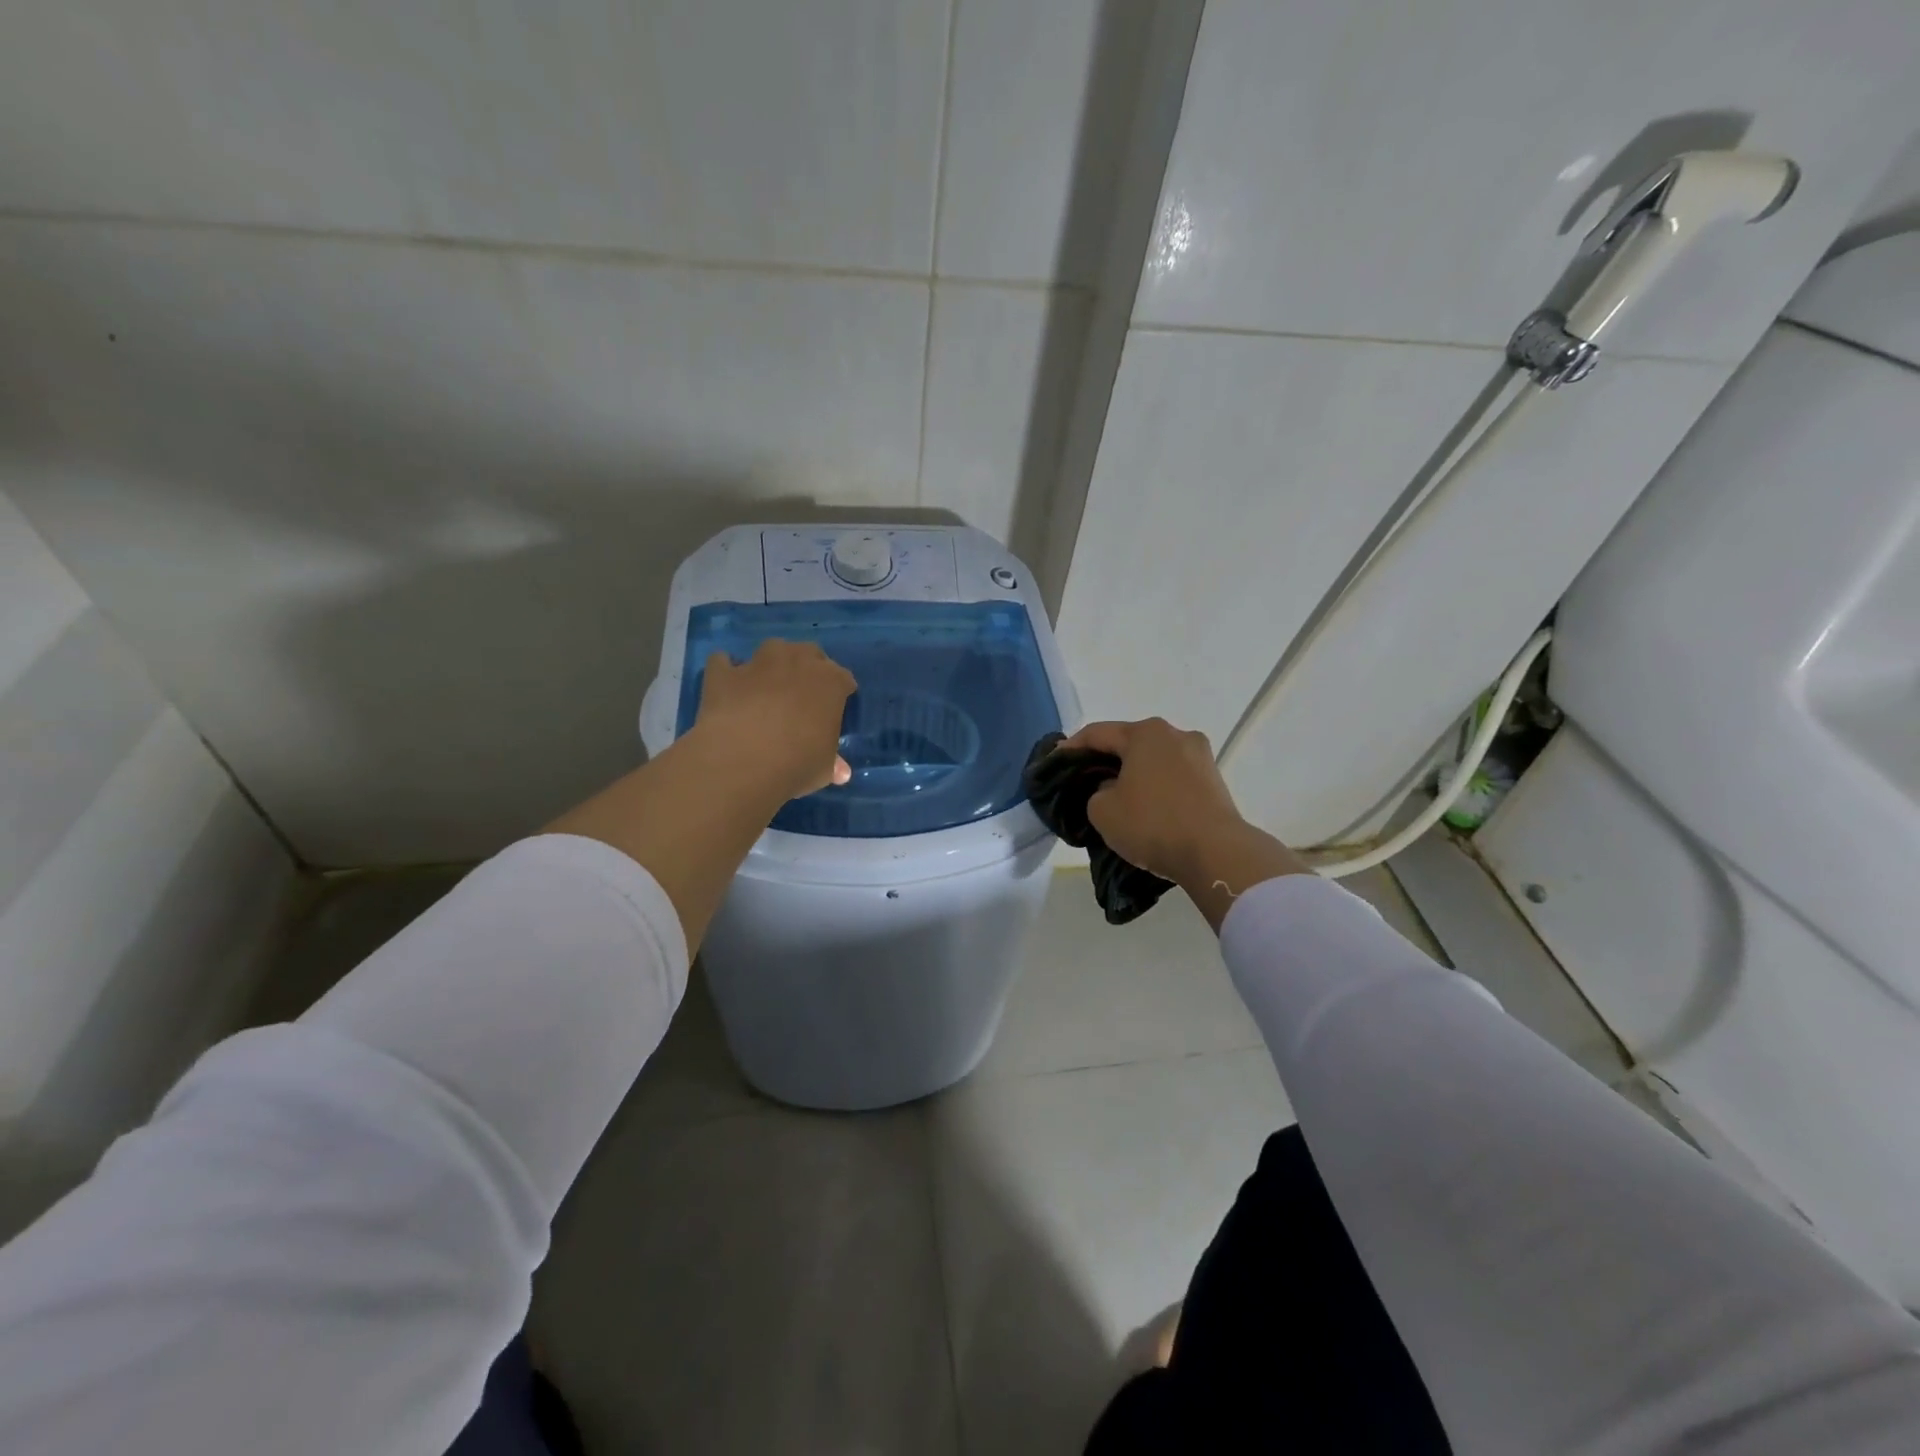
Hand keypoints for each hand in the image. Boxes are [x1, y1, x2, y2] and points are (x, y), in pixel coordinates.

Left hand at [693, 640, 856, 802]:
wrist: (742, 762)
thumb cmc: (797, 764)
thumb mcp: (824, 770)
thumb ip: (832, 763)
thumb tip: (841, 772)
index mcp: (831, 682)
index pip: (843, 679)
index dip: (840, 692)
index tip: (834, 709)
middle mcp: (797, 662)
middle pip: (810, 653)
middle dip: (808, 668)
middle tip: (803, 694)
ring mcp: (758, 663)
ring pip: (772, 648)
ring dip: (773, 663)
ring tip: (768, 684)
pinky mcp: (723, 674)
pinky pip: (723, 662)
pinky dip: (726, 670)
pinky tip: (728, 686)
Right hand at [1057, 718, 1309, 929]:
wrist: (1215, 853)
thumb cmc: (1152, 824)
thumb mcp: (1102, 810)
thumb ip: (1096, 792)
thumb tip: (1112, 789)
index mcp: (1144, 733)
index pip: (1097, 734)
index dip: (1071, 748)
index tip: (1055, 762)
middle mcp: (1175, 734)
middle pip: (1128, 743)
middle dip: (1105, 760)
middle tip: (1084, 780)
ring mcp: (1200, 756)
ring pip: (1153, 760)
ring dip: (1133, 774)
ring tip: (1116, 796)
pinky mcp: (1214, 780)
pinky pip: (1173, 777)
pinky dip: (1156, 787)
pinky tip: (1146, 806)